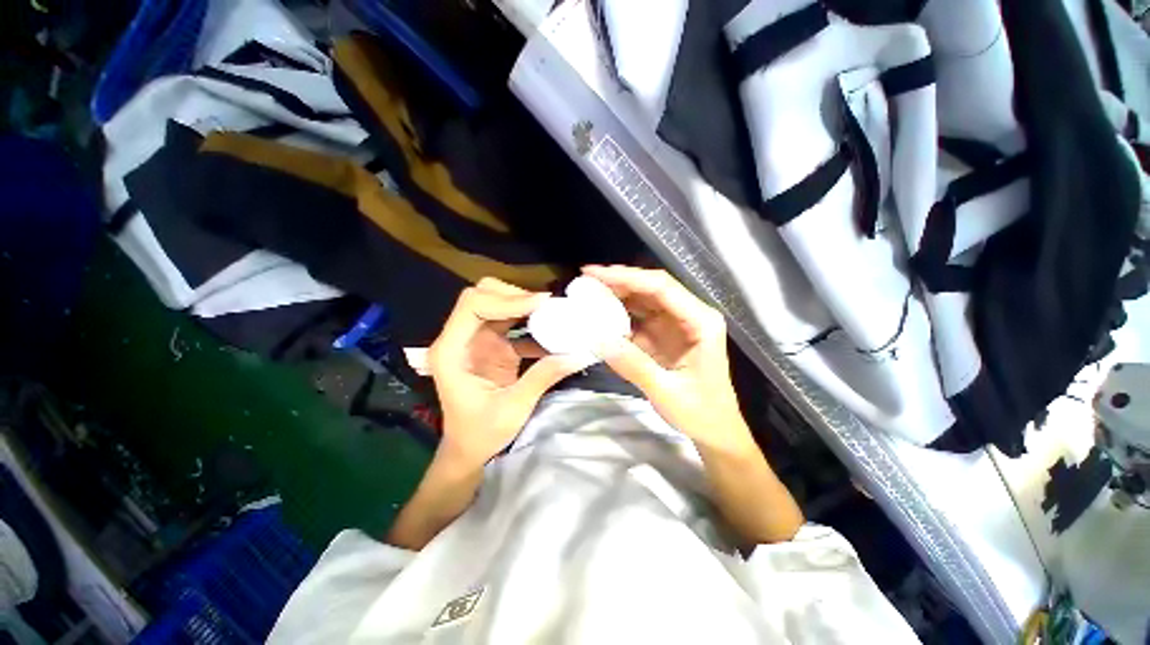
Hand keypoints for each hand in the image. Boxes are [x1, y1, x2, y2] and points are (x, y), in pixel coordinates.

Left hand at [428, 278, 594, 465]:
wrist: (469, 450)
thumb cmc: (481, 435)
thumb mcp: (514, 408)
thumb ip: (544, 377)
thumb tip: (579, 354)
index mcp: (451, 352)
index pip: (472, 306)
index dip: (506, 300)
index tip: (541, 305)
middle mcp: (460, 339)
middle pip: (482, 296)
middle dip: (514, 296)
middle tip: (546, 306)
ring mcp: (475, 340)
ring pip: (496, 304)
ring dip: (524, 305)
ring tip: (552, 312)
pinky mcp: (491, 345)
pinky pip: (509, 322)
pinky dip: (529, 321)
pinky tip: (551, 330)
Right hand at [584, 266, 751, 453]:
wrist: (715, 430)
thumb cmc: (700, 412)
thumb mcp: (666, 391)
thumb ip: (633, 365)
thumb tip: (597, 338)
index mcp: (701, 322)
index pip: (661, 287)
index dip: (627, 277)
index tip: (596, 273)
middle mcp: (690, 315)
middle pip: (651, 287)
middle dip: (619, 281)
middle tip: (586, 279)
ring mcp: (676, 324)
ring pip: (644, 299)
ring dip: (617, 295)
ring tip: (588, 292)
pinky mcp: (664, 335)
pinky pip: (639, 317)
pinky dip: (619, 314)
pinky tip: (600, 314)